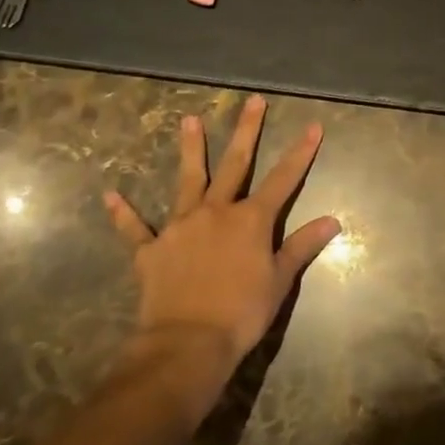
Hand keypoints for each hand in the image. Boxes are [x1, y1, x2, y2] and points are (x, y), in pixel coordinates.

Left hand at [105, 96, 341, 371]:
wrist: (186, 344)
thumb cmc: (241, 313)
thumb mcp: (280, 281)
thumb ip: (302, 246)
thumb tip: (333, 221)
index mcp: (251, 219)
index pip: (283, 179)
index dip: (300, 152)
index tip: (313, 126)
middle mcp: (216, 211)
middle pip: (235, 164)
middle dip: (247, 130)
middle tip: (252, 100)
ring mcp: (181, 227)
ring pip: (187, 180)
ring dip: (190, 150)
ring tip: (188, 120)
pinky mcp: (152, 250)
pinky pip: (135, 229)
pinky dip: (123, 213)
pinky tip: (110, 195)